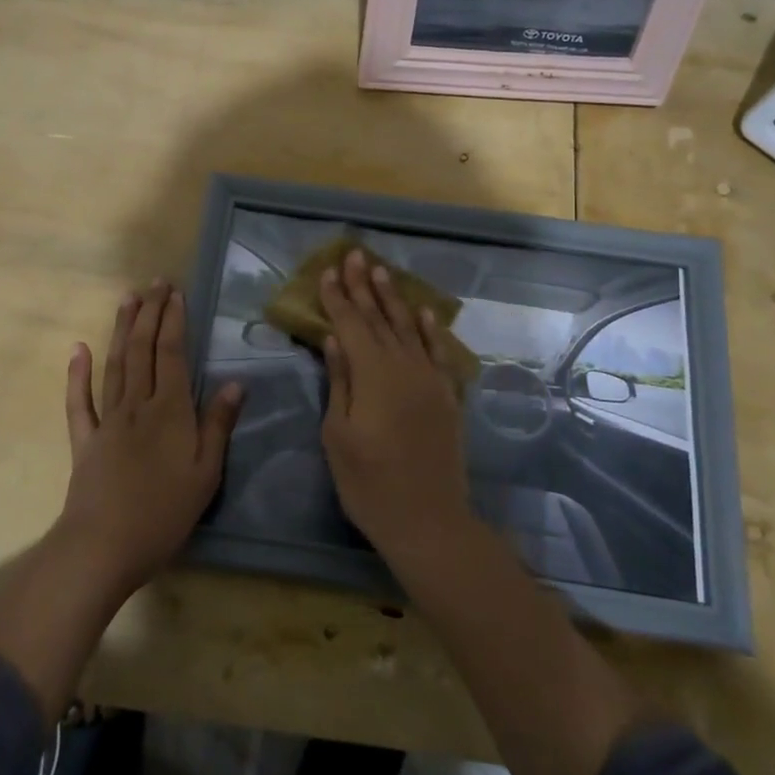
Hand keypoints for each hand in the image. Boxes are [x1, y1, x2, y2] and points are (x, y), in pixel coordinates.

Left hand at [57, 283, 241, 593]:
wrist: (103, 546)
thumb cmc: (164, 513)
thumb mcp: (206, 473)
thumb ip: (218, 425)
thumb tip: (235, 382)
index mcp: (170, 410)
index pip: (171, 354)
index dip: (173, 321)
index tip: (176, 293)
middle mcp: (137, 405)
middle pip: (143, 350)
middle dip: (149, 313)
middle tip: (155, 283)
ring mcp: (107, 420)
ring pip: (115, 364)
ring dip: (122, 329)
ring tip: (127, 298)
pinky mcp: (84, 440)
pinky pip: (80, 402)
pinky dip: (78, 374)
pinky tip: (78, 349)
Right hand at [319, 249, 472, 559]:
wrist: (429, 520)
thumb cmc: (369, 483)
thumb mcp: (338, 435)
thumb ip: (340, 382)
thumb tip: (335, 339)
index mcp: (373, 375)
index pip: (351, 325)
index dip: (337, 297)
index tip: (327, 271)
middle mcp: (404, 366)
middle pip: (379, 318)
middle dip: (364, 286)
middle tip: (354, 254)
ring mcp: (430, 379)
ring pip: (408, 328)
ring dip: (393, 298)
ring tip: (382, 271)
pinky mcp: (446, 395)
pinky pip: (438, 351)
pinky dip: (429, 329)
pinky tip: (423, 311)